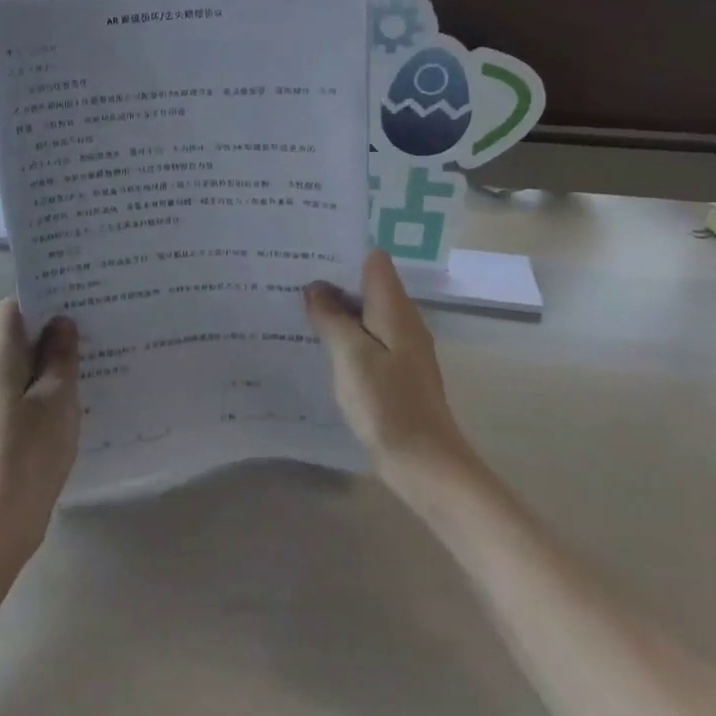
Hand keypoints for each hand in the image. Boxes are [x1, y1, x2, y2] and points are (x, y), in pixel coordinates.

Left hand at [0, 299, 80, 557]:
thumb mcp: (57, 396)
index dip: (40, 297)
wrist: (2, 516)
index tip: (73, 297)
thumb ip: (60, 356)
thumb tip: (60, 322)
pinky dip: (47, 387)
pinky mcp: (2, 427)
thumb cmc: (32, 449)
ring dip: (52, 360)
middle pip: (18, 337)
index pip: (12, 309)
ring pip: (24, 366)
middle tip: (92, 325)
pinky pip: (25, 392)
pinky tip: (76, 397)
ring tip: (92, 357)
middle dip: (52, 328)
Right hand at [304, 250, 477, 483]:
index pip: (374, 261)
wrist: (425, 464)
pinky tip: (318, 346)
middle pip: (368, 286)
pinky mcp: (395, 374)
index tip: (308, 253)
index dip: (343, 252)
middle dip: (333, 281)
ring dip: (336, 310)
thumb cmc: (387, 404)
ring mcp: (402, 350)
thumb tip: (316, 288)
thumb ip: (331, 317)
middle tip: (290, 279)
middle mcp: (404, 322)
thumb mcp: (350, 355)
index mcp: (396, 310)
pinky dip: (344, 337)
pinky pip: (367, 341)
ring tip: (296, 307)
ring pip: (365, 315)